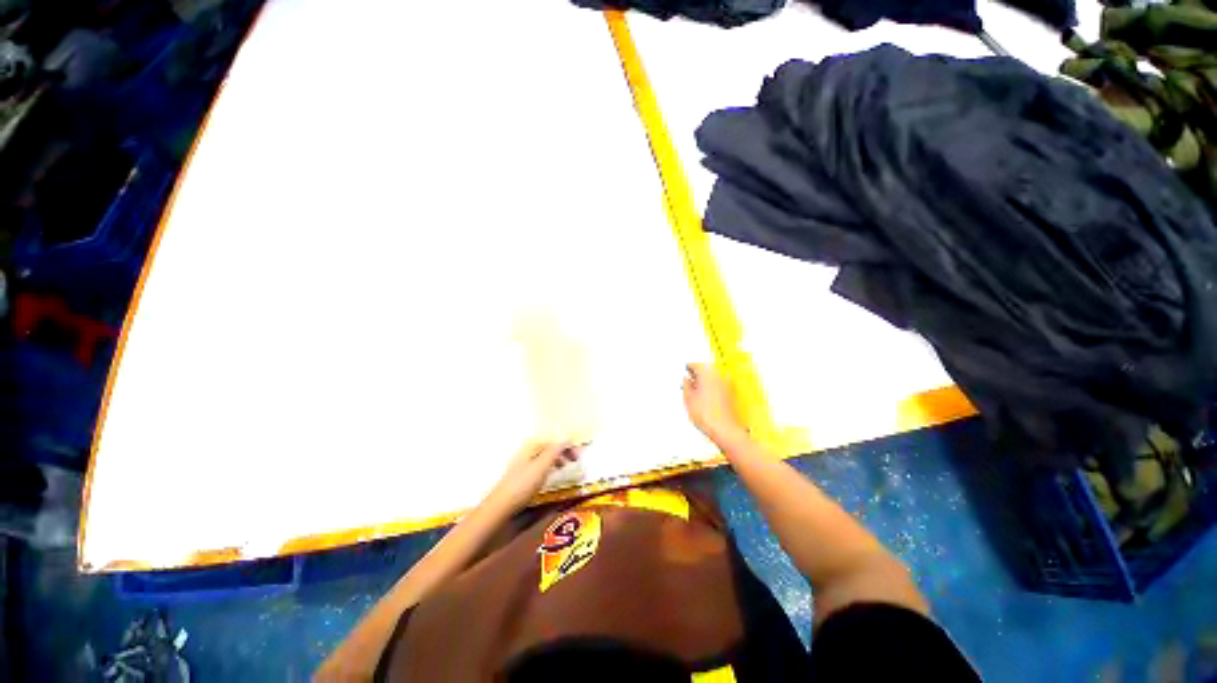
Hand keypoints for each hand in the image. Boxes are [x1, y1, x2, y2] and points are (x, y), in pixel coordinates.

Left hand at [487, 441, 582, 513]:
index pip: (553, 441)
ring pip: (543, 459)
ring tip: (565, 470)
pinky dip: (548, 471)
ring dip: (556, 461)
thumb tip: (567, 436)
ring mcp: (521, 467)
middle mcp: (525, 454)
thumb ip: (555, 451)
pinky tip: (550, 480)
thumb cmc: (522, 486)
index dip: (567, 446)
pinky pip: (538, 470)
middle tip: (575, 462)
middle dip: (562, 453)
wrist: (499, 511)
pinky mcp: (520, 481)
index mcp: (530, 447)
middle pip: (548, 449)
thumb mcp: (542, 466)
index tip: (579, 456)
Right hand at [683, 363, 748, 447]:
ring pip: (712, 378)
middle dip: (697, 375)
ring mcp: (727, 385)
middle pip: (705, 370)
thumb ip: (686, 386)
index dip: (687, 368)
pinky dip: (711, 388)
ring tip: (696, 391)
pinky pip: (718, 386)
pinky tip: (705, 398)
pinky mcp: (731, 394)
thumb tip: (686, 380)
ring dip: (704, 381)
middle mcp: (719, 376)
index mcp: (707, 373)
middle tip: (688, 380)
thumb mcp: (688, 399)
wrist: (724, 430)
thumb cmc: (708, 416)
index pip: (695, 364)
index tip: (684, 370)